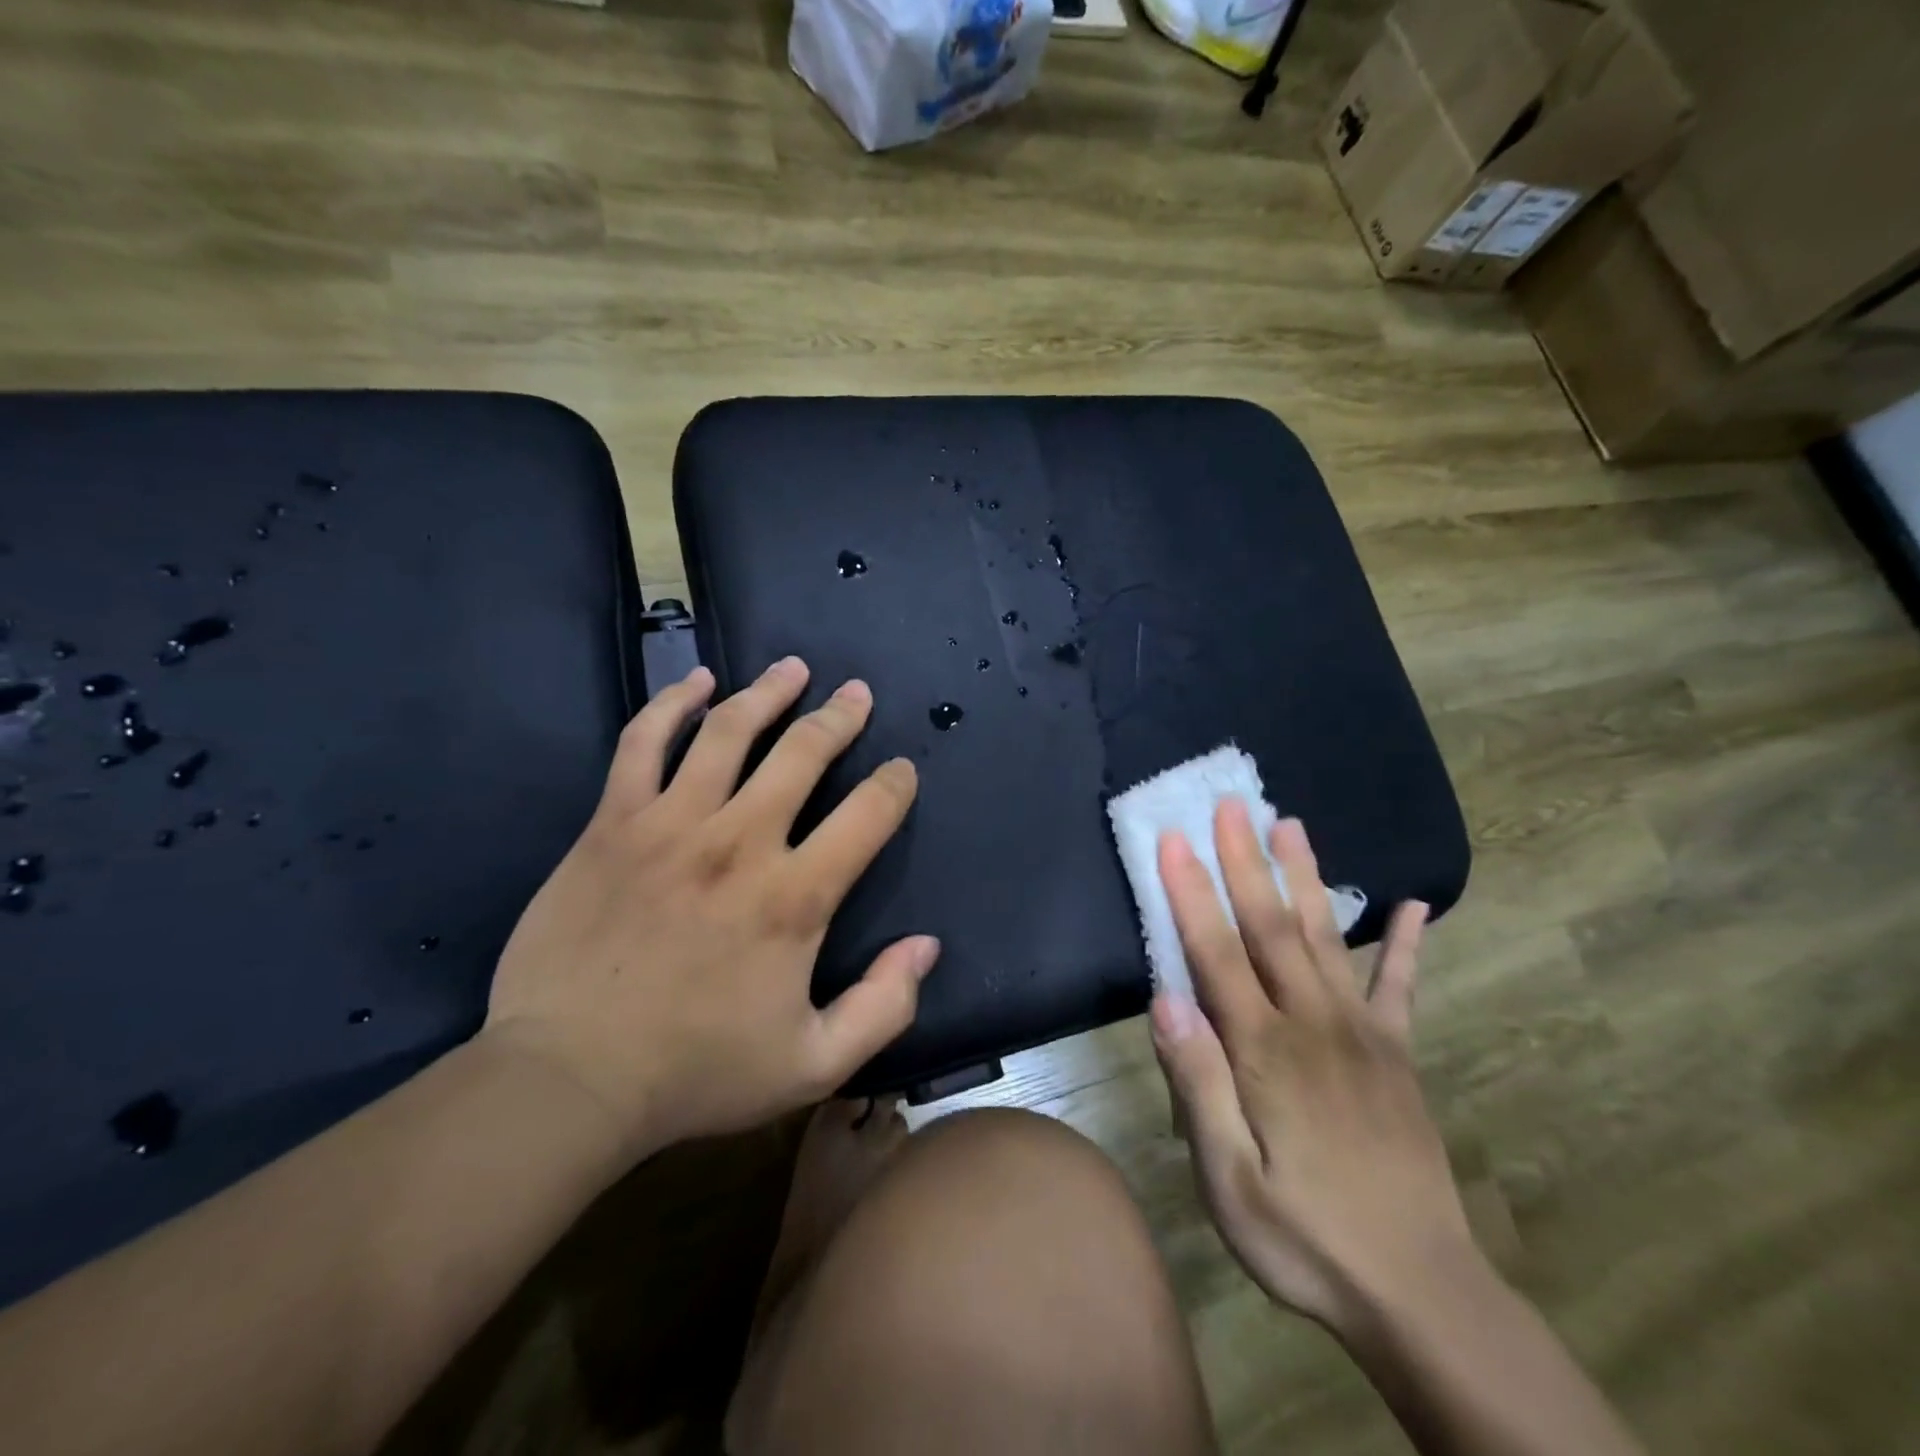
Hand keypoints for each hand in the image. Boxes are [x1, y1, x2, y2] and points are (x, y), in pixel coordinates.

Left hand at [479, 658, 938, 1160]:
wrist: (569, 1080)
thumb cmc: (696, 1072)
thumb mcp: (814, 1063)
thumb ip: (883, 1005)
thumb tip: (926, 946)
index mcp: (795, 896)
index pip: (868, 814)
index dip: (894, 785)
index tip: (901, 771)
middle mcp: (741, 841)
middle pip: (804, 753)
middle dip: (840, 717)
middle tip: (857, 693)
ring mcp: (671, 823)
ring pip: (730, 732)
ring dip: (770, 692)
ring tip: (794, 668)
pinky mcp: (613, 822)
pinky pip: (643, 742)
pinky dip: (672, 704)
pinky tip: (696, 681)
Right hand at [1149, 804, 1468, 1338]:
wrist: (1420, 1295)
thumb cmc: (1305, 1239)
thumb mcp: (1229, 1181)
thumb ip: (1198, 1085)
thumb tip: (1166, 1000)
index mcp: (1265, 1051)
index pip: (1216, 953)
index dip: (1191, 893)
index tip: (1173, 840)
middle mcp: (1313, 1024)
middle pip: (1270, 926)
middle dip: (1245, 861)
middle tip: (1232, 804)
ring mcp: (1363, 1034)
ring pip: (1325, 938)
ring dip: (1305, 877)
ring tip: (1291, 825)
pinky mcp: (1398, 1055)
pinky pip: (1401, 988)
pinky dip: (1406, 944)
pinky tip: (1416, 906)